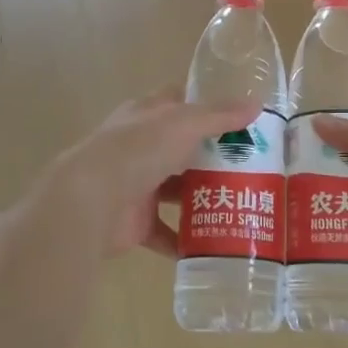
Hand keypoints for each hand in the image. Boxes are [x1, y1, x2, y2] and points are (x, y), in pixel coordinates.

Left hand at [42, 90, 262, 257]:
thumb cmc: (138, 150)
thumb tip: (256, 106)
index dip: (205, 106)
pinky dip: (186, 240)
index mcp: (146, 116)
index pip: (177, 103)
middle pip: (181, 149)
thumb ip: (219, 115)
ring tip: (241, 204)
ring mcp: (136, 185)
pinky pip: (166, 232)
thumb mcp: (184, 123)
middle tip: (252, 167)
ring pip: (175, 190)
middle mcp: (140, 147)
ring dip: (202, 198)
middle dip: (212, 157)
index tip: (239, 117)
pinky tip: (215, 244)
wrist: (91, 200)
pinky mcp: (136, 222)